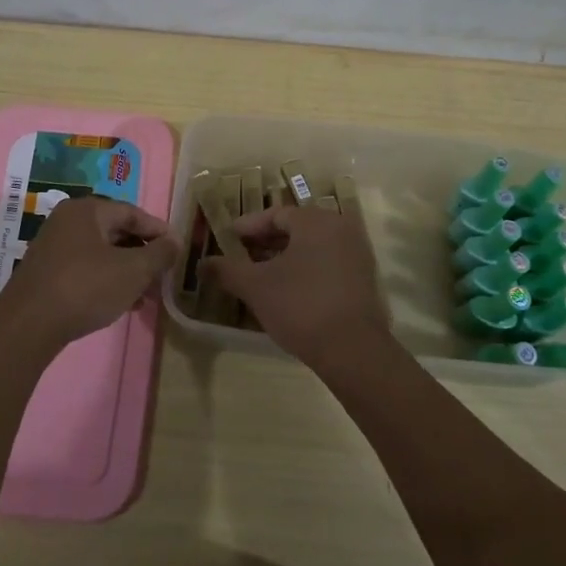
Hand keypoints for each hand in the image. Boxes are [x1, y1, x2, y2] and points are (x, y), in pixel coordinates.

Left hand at [0, 195, 178, 349]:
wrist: (27, 326)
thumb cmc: (85, 287)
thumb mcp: (132, 271)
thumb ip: (159, 254)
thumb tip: (175, 241)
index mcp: (87, 210)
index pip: (133, 212)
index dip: (158, 231)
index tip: (178, 250)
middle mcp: (68, 221)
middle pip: (116, 232)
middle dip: (143, 255)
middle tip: (163, 277)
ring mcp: (53, 247)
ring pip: (102, 253)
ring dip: (127, 271)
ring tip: (146, 297)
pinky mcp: (46, 273)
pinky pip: (85, 268)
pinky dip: (106, 281)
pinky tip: (121, 304)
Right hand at [200, 204, 389, 369]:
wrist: (353, 351)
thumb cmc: (300, 306)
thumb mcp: (255, 287)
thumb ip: (226, 270)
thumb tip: (202, 263)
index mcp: (316, 220)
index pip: (275, 214)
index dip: (247, 227)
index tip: (226, 240)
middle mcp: (340, 228)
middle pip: (294, 229)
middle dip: (264, 244)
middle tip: (239, 259)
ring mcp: (356, 254)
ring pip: (310, 248)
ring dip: (282, 259)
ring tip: (257, 277)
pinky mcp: (364, 279)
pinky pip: (326, 264)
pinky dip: (303, 271)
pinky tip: (284, 292)